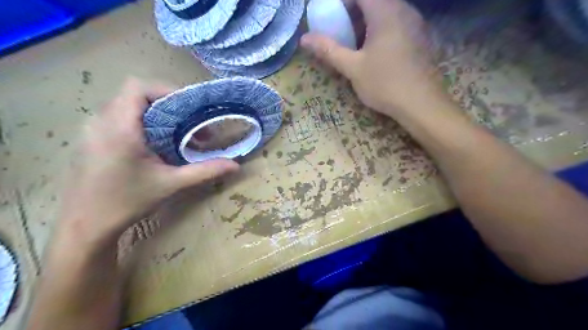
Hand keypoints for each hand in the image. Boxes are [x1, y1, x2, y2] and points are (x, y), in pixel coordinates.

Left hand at [61, 77, 239, 246]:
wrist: (85, 226)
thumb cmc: (127, 202)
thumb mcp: (171, 184)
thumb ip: (205, 171)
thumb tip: (235, 165)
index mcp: (120, 127)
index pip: (138, 87)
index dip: (166, 90)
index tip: (189, 109)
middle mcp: (101, 121)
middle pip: (136, 95)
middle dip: (168, 106)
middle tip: (190, 125)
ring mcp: (92, 129)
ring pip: (128, 106)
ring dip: (156, 115)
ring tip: (176, 135)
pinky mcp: (91, 139)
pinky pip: (119, 118)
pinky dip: (142, 123)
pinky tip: (155, 146)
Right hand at [303, 0, 440, 113]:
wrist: (421, 104)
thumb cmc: (385, 83)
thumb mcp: (353, 68)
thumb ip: (328, 50)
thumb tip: (304, 38)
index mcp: (385, 12)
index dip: (342, 2)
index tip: (330, 16)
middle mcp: (404, 10)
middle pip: (374, 0)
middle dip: (353, 12)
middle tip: (340, 30)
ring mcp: (415, 23)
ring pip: (387, 11)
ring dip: (368, 21)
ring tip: (355, 43)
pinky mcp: (420, 37)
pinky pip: (398, 23)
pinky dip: (382, 29)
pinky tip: (376, 52)